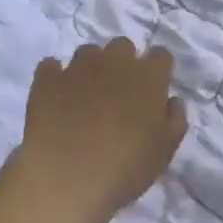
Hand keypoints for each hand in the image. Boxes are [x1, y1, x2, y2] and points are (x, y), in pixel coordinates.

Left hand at [12, 39, 187, 222]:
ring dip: (90, 67)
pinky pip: (51, 66)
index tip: (153, 90)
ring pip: (88, 51)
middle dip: (123, 63)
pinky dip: (55, 77)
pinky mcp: (47, 79)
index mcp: (147, 77)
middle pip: (123, 46)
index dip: (158, 71)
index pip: (161, 56)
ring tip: (86, 96)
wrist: (65, 177)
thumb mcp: (164, 153)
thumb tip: (173, 101)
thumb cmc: (124, 168)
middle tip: (119, 93)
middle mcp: (114, 62)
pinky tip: (56, 97)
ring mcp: (77, 67)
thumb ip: (175, 121)